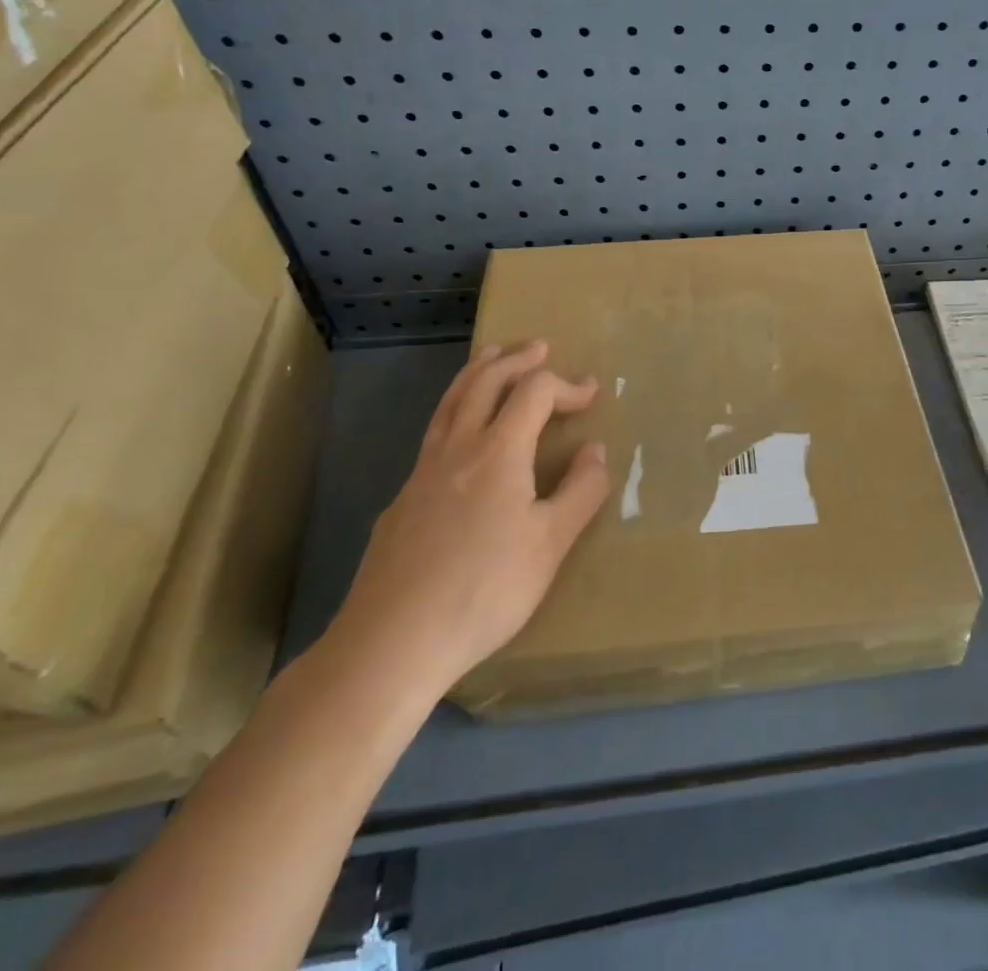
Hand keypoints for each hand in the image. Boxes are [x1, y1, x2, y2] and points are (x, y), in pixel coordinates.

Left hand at [327, 341, 610, 702]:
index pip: (535, 393)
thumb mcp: (550, 544)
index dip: (566, 385)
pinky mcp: (401, 500)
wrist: (392, 640)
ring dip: (477, 372)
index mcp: (499, 450)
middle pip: (485, 381)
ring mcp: (422, 471)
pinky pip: (433, 433)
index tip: (591, 393)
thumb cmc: (485, 589)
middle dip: (515, 359)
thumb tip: (595, 449)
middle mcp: (458, 447)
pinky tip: (461, 436)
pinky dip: (455, 410)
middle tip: (538, 348)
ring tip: (491, 357)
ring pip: (451, 402)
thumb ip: (581, 491)